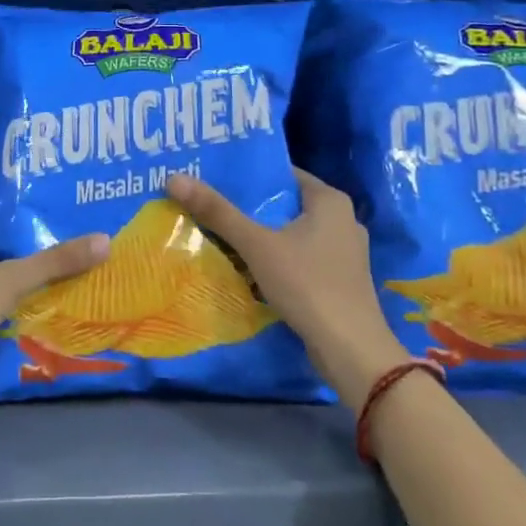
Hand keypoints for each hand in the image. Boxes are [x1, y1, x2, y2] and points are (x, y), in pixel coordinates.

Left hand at [0, 202, 109, 416]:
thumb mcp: (9, 281)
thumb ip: (54, 262)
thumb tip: (105, 240)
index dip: (17, 199)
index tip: (51, 195)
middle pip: (1, 240)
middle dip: (33, 236)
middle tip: (74, 228)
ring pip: (3, 273)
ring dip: (31, 271)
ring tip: (72, 262)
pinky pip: (1, 302)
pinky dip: (22, 300)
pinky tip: (52, 301)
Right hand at [167, 168, 404, 407]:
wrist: (351, 350)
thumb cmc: (308, 285)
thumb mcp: (257, 245)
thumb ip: (217, 212)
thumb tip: (174, 178)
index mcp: (330, 200)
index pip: (283, 174)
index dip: (248, 175)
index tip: (213, 177)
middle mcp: (342, 219)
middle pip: (285, 204)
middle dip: (249, 207)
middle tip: (209, 205)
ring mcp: (344, 252)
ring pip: (292, 234)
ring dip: (261, 236)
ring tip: (220, 234)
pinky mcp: (340, 280)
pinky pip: (300, 258)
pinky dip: (277, 259)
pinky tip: (248, 267)